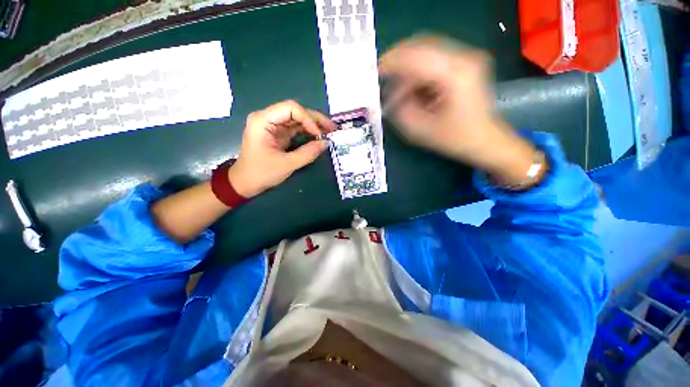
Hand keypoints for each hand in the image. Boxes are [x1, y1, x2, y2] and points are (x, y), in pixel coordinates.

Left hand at [228, 100, 335, 197]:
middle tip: (332, 128)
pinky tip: (319, 136)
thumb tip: (326, 143)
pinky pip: (296, 128)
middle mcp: (268, 118)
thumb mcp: (287, 164)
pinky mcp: (278, 134)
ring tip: (330, 131)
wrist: (245, 183)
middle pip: (296, 111)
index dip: (308, 119)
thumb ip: (308, 153)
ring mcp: (273, 126)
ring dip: (314, 125)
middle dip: (315, 119)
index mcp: (263, 121)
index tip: (319, 134)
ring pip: (298, 119)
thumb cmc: (261, 173)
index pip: (290, 108)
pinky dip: (309, 132)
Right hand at [379, 35, 542, 186]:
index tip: (375, 71)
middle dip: (399, 64)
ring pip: (426, 53)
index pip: (416, 57)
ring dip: (409, 72)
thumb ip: (401, 111)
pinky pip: (434, 61)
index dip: (392, 62)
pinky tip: (414, 92)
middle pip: (422, 47)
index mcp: (456, 75)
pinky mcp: (464, 64)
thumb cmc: (456, 139)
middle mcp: (464, 58)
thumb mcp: (422, 131)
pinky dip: (419, 74)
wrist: (485, 140)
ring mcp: (466, 59)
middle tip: (385, 82)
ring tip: (401, 96)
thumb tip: (391, 97)